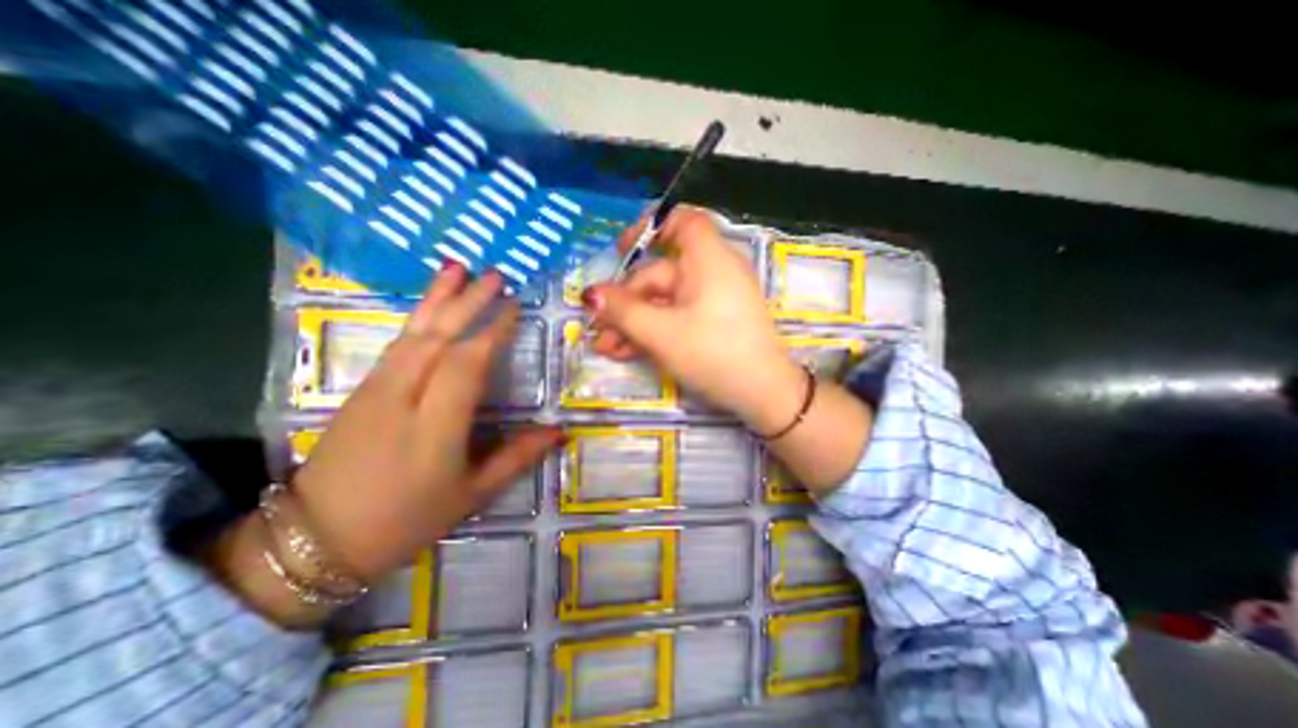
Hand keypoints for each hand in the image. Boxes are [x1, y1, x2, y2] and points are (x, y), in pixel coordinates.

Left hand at [296, 264, 565, 581]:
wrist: (315, 540)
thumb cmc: (407, 519)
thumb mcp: (473, 494)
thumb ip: (518, 457)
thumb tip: (560, 431)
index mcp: (434, 427)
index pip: (466, 364)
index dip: (492, 332)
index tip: (514, 307)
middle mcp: (403, 398)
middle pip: (438, 338)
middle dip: (468, 302)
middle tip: (495, 274)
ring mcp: (376, 390)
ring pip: (412, 333)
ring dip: (438, 298)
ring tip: (458, 269)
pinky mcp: (361, 389)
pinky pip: (396, 344)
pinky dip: (417, 317)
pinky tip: (429, 306)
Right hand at [583, 206, 807, 435]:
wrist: (763, 395)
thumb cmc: (713, 354)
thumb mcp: (661, 333)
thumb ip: (623, 311)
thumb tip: (590, 294)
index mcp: (708, 259)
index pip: (683, 221)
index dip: (651, 227)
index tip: (621, 250)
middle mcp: (713, 273)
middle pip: (661, 274)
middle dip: (626, 302)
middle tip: (599, 329)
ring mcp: (714, 300)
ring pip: (665, 301)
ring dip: (634, 322)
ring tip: (607, 348)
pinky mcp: (714, 323)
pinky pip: (679, 317)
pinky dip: (655, 331)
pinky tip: (628, 352)